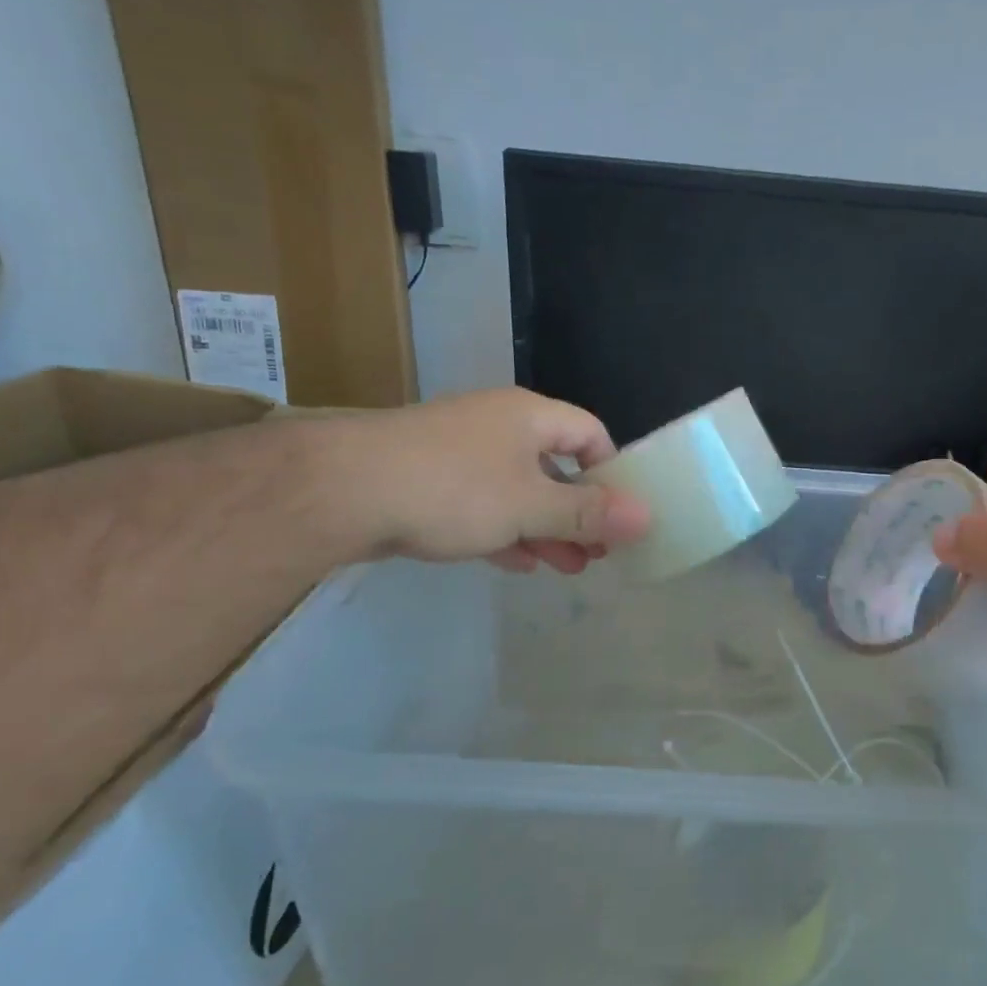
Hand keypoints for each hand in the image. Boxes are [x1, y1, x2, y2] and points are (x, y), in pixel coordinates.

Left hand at [321, 389, 651, 570]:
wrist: (338, 490)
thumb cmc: (452, 488)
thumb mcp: (531, 505)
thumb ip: (588, 513)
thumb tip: (648, 516)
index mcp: (529, 417)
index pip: (591, 435)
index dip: (612, 474)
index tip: (621, 516)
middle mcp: (497, 426)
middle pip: (555, 467)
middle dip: (579, 513)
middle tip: (597, 553)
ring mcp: (458, 453)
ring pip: (518, 490)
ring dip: (545, 528)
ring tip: (566, 568)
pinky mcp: (427, 481)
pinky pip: (481, 505)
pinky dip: (505, 530)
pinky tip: (518, 562)